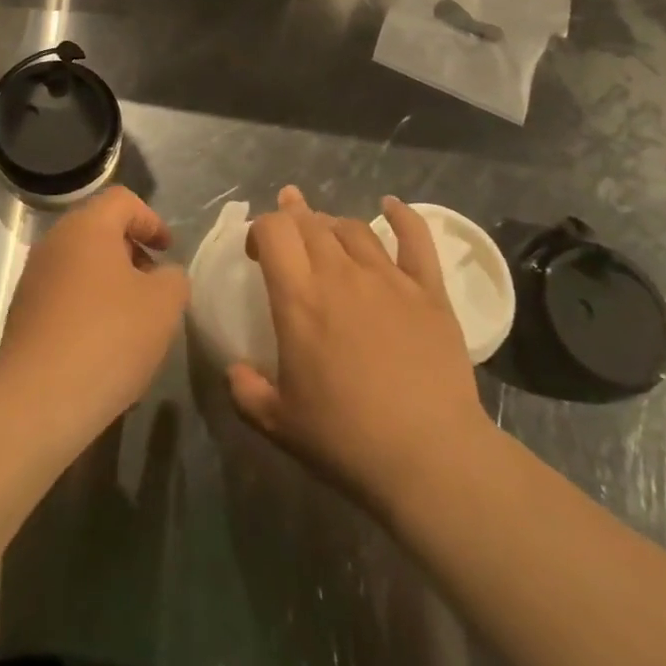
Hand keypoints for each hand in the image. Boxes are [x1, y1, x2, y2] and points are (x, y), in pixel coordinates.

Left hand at [0, 186, 188, 435]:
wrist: (38, 398)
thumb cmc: (108, 337)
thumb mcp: (163, 305)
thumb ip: (173, 279)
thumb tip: (163, 276)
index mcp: (87, 226)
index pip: (123, 201)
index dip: (151, 220)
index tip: (168, 251)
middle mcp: (55, 241)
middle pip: (100, 231)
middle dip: (131, 254)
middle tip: (154, 287)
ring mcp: (34, 277)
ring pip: (82, 265)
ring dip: (110, 283)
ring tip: (133, 323)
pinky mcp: (23, 313)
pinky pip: (65, 296)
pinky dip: (88, 308)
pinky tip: (103, 347)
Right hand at [227, 187, 498, 514]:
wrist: (431, 460)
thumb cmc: (347, 441)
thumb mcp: (279, 425)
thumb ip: (247, 392)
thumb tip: (234, 370)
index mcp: (299, 298)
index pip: (273, 231)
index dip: (260, 230)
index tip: (258, 254)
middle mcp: (340, 274)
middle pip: (311, 222)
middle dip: (293, 219)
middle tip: (288, 235)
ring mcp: (388, 278)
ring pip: (353, 227)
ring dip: (333, 225)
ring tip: (327, 235)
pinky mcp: (428, 291)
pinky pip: (415, 238)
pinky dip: (402, 217)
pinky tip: (390, 205)